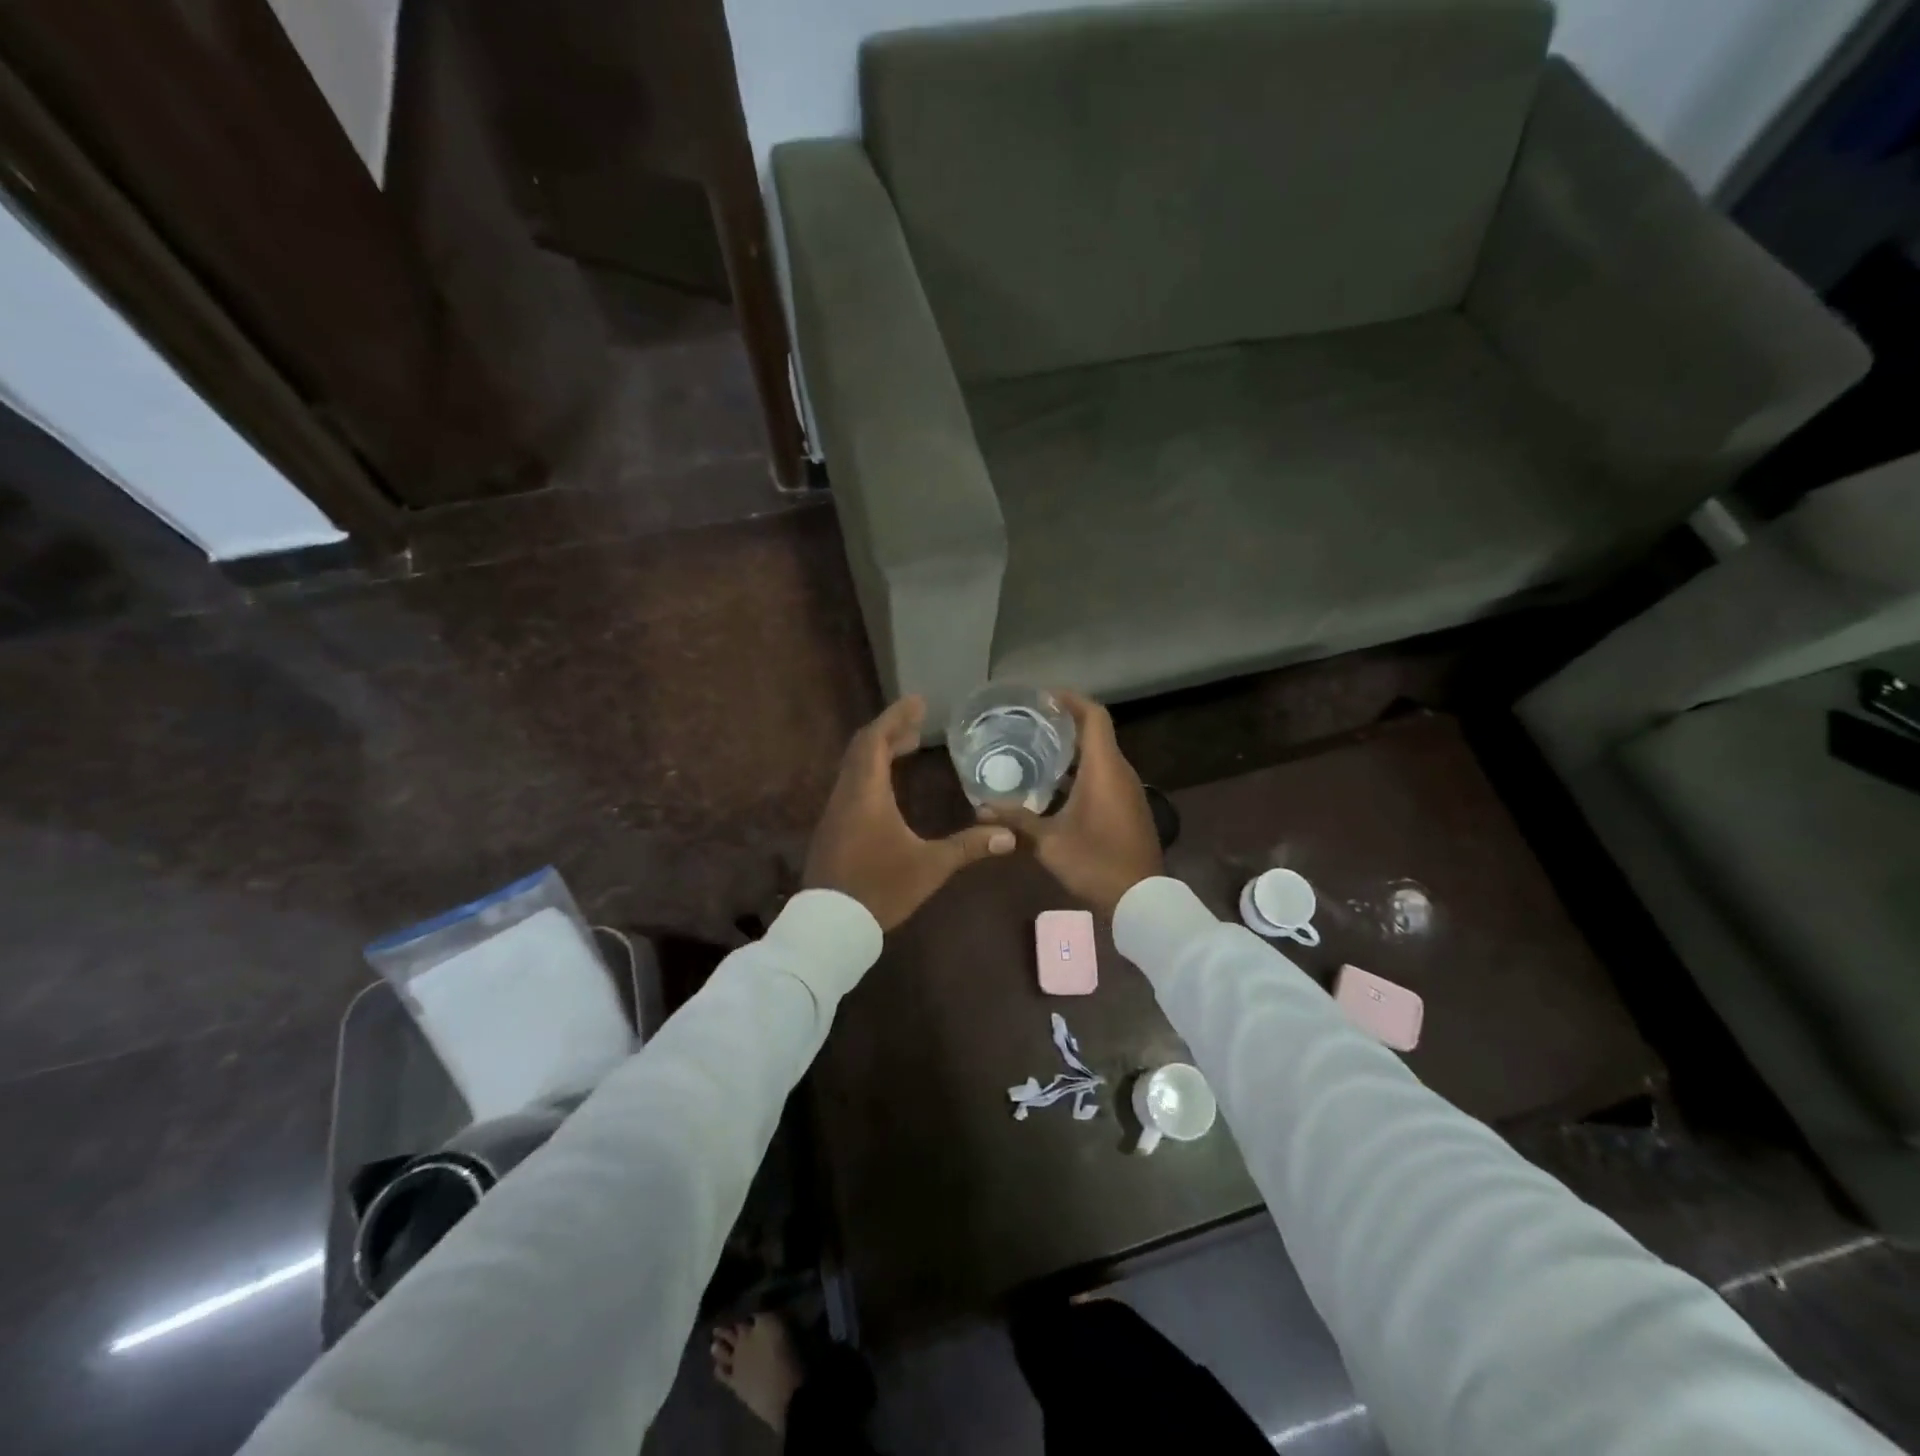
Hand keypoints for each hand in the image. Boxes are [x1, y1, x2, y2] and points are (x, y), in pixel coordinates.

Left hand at [804, 697, 1016, 929]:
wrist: (830, 925)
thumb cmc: (880, 888)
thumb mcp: (929, 867)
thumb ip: (968, 847)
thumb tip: (1009, 835)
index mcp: (866, 793)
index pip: (876, 740)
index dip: (896, 717)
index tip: (917, 701)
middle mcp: (846, 794)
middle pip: (863, 748)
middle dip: (890, 730)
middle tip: (918, 723)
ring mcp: (835, 812)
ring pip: (854, 767)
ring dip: (879, 751)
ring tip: (907, 746)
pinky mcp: (832, 829)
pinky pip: (851, 785)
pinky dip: (871, 772)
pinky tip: (888, 787)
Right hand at [982, 691, 1161, 917]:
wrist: (1141, 898)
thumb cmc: (1095, 862)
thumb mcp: (1049, 842)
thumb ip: (1015, 821)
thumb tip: (978, 809)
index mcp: (1104, 769)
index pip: (1094, 716)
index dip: (1070, 700)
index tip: (1041, 697)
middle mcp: (1120, 771)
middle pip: (1095, 732)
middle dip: (1063, 723)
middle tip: (1027, 723)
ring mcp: (1127, 789)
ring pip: (1099, 755)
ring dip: (1071, 749)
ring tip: (1034, 749)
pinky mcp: (1128, 806)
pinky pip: (1104, 774)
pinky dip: (1081, 769)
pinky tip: (1052, 785)